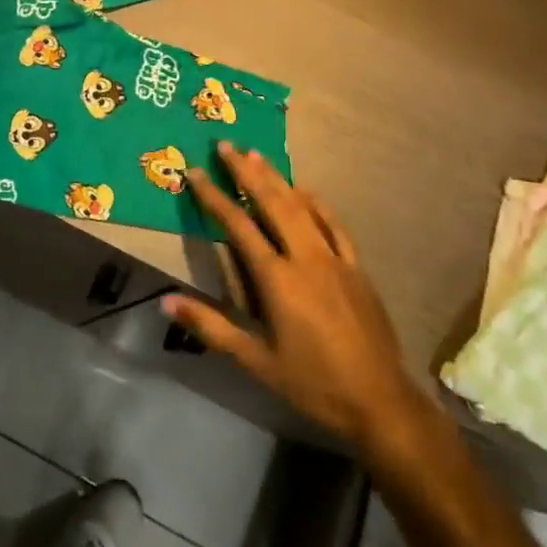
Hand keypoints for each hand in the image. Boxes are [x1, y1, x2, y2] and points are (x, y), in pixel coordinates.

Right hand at [164, 144, 427, 455]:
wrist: (379, 402)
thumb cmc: (312, 383)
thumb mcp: (255, 360)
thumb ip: (211, 326)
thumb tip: (166, 301)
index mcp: (277, 279)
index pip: (238, 226)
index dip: (214, 197)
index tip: (196, 172)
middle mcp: (305, 258)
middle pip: (272, 203)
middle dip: (247, 172)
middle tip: (226, 145)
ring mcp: (335, 259)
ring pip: (302, 207)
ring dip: (278, 179)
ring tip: (257, 155)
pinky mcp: (357, 268)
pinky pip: (334, 225)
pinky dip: (317, 203)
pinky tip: (307, 191)